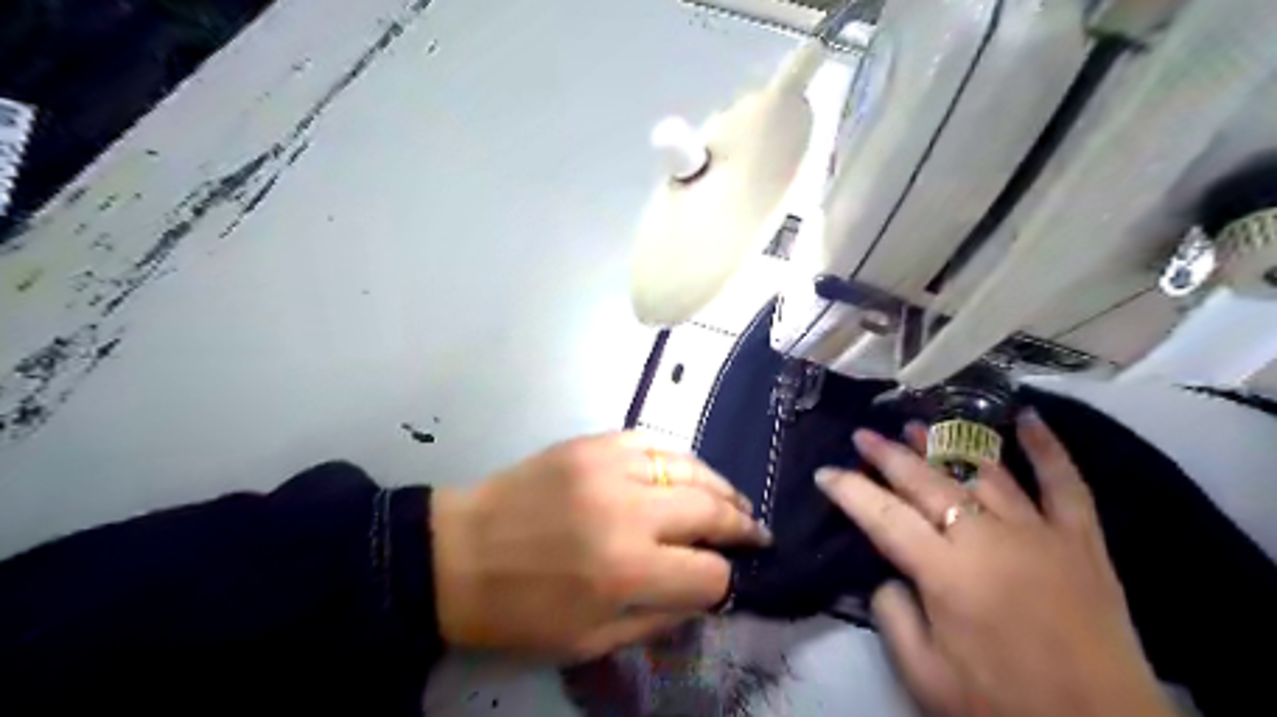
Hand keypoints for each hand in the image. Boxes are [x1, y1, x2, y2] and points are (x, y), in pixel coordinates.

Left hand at [429, 431, 767, 660]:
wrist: (457, 553)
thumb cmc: (518, 611)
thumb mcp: (588, 642)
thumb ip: (657, 620)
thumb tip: (704, 595)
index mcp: (624, 571)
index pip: (708, 574)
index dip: (726, 582)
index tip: (729, 581)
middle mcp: (626, 512)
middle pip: (710, 510)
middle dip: (741, 525)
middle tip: (755, 532)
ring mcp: (609, 467)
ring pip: (690, 467)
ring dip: (720, 486)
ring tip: (735, 501)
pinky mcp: (592, 442)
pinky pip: (653, 441)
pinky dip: (680, 458)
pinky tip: (690, 472)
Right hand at [817, 412, 1176, 715]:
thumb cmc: (1003, 706)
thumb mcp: (924, 676)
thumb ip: (892, 615)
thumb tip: (889, 574)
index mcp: (946, 573)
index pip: (883, 516)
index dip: (849, 490)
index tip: (825, 472)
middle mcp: (988, 539)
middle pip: (926, 483)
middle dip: (888, 456)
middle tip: (863, 435)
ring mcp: (1039, 533)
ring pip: (983, 472)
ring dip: (945, 446)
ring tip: (916, 427)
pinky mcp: (1082, 540)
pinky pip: (1065, 484)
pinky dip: (1047, 448)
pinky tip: (1027, 418)